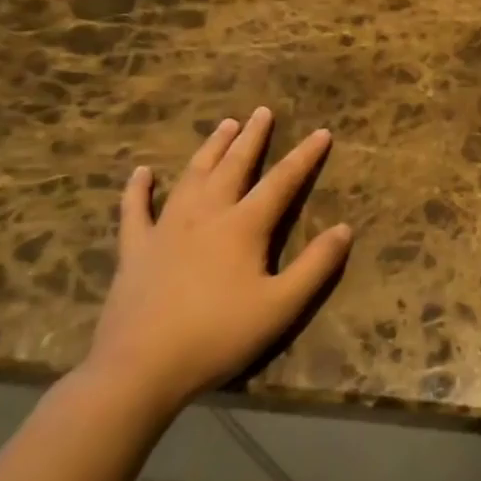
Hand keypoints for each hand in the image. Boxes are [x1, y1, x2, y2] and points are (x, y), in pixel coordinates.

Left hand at [79, 110, 352, 419]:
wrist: (139, 369)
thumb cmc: (218, 336)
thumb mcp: (281, 306)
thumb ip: (316, 266)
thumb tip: (345, 229)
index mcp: (243, 227)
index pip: (282, 182)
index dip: (305, 156)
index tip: (322, 132)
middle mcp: (205, 216)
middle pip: (233, 166)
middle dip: (252, 138)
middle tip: (262, 112)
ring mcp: (165, 229)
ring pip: (192, 177)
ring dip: (210, 149)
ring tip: (224, 125)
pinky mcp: (135, 250)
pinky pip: (135, 211)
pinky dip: (139, 189)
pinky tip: (142, 172)